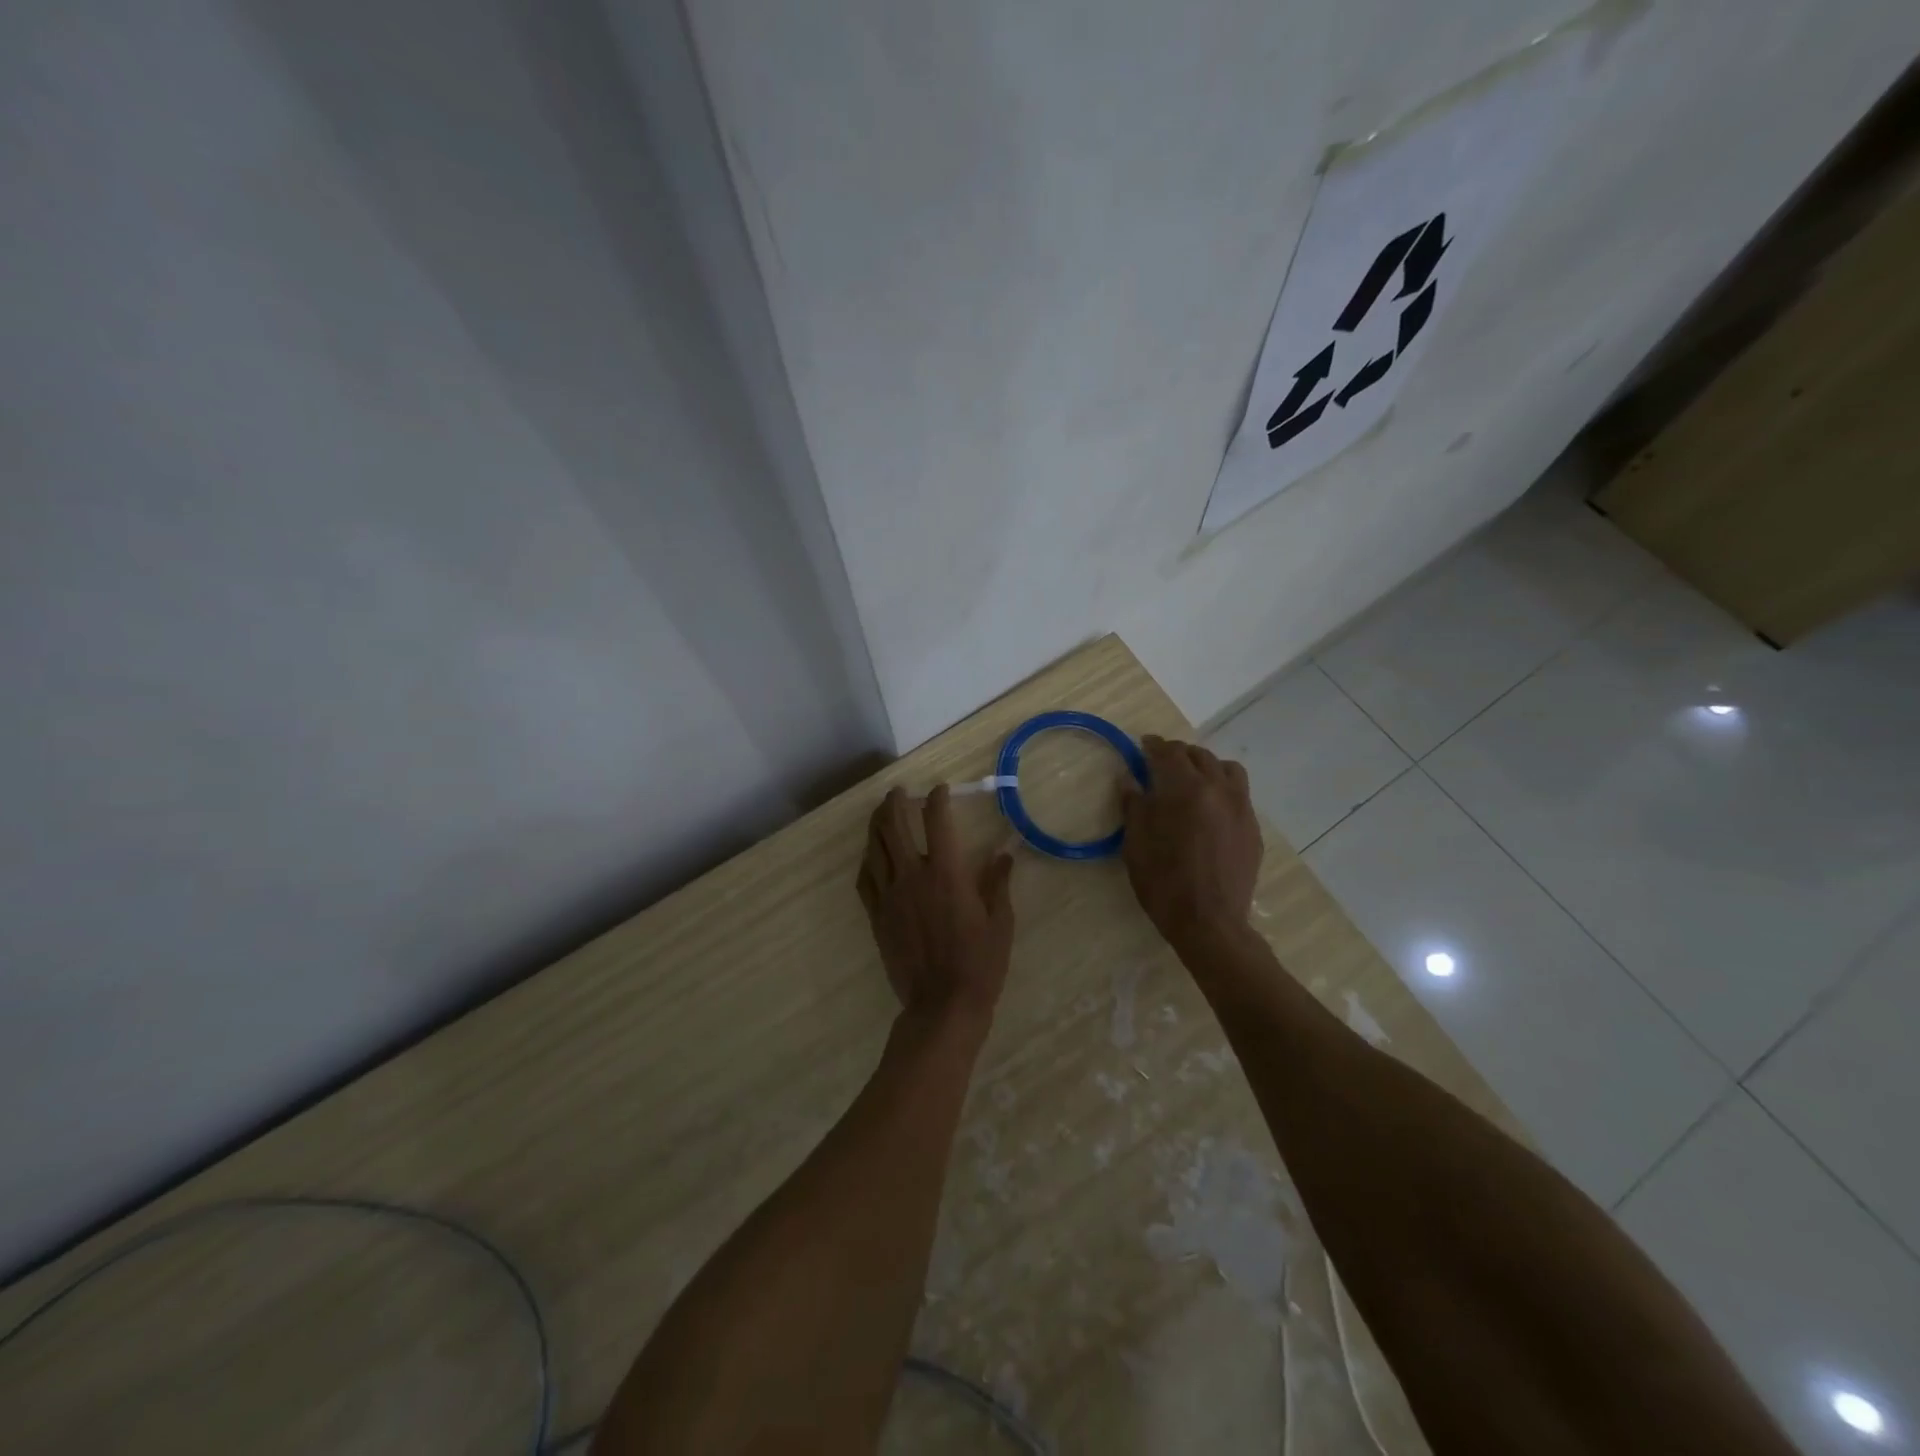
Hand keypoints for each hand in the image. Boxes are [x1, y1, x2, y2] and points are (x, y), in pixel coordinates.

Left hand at [856, 785, 1015, 1032]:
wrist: (942, 1004)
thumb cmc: (980, 963)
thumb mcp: (1000, 922)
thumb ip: (998, 884)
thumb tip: (1003, 855)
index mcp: (946, 874)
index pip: (937, 821)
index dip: (937, 799)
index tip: (939, 790)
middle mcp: (913, 876)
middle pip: (894, 826)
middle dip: (895, 802)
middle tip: (899, 792)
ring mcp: (890, 896)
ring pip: (875, 848)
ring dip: (876, 824)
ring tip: (881, 813)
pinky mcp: (876, 916)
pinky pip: (864, 879)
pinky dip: (867, 860)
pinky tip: (871, 855)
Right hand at [1120, 736, 1262, 947]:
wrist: (1209, 922)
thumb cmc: (1163, 882)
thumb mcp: (1136, 843)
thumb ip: (1134, 805)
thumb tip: (1130, 779)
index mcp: (1185, 789)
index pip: (1169, 753)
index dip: (1153, 746)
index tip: (1142, 746)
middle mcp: (1218, 789)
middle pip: (1199, 756)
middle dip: (1178, 754)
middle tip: (1161, 764)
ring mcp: (1241, 808)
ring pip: (1226, 769)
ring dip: (1206, 766)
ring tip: (1192, 780)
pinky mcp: (1252, 828)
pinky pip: (1239, 794)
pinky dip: (1222, 789)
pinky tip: (1209, 809)